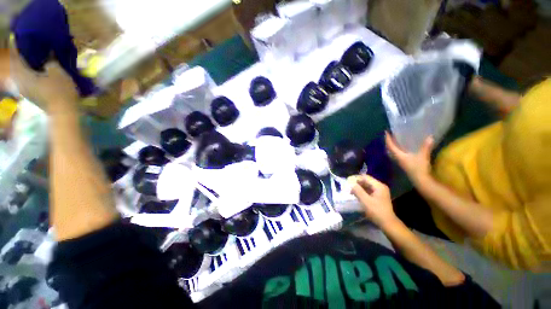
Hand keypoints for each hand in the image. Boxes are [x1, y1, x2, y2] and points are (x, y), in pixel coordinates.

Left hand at [9, 43, 78, 113]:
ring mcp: (24, 90)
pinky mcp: (31, 95)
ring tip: (35, 59)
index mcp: (21, 73)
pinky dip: (30, 73)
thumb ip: (51, 61)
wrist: (63, 112)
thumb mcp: (58, 71)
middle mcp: (19, 81)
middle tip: (29, 47)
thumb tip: (49, 53)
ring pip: (21, 73)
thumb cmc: (59, 91)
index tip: (19, 37)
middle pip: (17, 64)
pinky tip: (38, 71)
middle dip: (22, 56)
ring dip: (27, 65)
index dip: (17, 45)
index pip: (15, 55)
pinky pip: (27, 80)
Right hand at [350, 175, 396, 226]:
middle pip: (366, 181)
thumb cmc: (376, 211)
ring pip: (366, 185)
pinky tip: (356, 194)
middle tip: (347, 186)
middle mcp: (380, 186)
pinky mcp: (378, 196)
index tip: (347, 181)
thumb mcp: (365, 201)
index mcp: (379, 186)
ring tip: (350, 190)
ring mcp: (380, 191)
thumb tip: (350, 183)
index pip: (365, 177)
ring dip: (358, 187)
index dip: (355, 178)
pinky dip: (361, 191)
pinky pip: (368, 190)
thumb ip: (357, 190)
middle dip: (356, 183)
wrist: (387, 223)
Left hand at [385, 132, 433, 185]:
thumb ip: (426, 146)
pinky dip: (397, 149)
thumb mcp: (423, 156)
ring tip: (394, 140)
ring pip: (392, 152)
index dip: (387, 139)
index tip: (386, 132)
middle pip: (389, 148)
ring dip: (392, 146)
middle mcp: (396, 158)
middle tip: (389, 135)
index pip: (390, 145)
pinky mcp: (404, 163)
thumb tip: (430, 137)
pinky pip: (397, 154)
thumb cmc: (419, 167)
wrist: (420, 180)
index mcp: (398, 155)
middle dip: (388, 141)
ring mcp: (400, 161)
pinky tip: (402, 148)